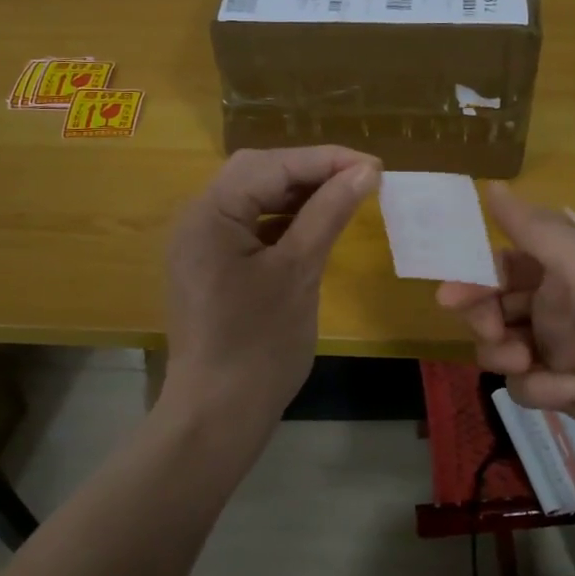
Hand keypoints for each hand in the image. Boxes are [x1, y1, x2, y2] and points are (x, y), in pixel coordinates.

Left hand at [164, 146, 380, 446]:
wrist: (218, 415)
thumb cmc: (260, 345)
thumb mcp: (299, 272)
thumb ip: (328, 213)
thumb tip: (366, 172)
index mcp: (210, 213)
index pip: (272, 165)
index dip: (327, 160)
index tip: (376, 166)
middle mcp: (198, 217)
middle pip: (258, 173)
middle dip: (311, 171)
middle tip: (362, 179)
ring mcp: (202, 242)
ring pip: (255, 197)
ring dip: (299, 194)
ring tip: (347, 196)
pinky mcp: (212, 264)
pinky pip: (250, 225)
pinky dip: (284, 220)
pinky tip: (316, 224)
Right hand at [437, 184, 574, 475]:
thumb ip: (534, 229)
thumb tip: (490, 185)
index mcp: (571, 266)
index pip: (509, 261)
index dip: (478, 273)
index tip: (451, 290)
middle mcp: (563, 303)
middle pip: (497, 304)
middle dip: (483, 314)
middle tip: (484, 326)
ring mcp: (562, 349)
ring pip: (503, 345)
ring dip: (504, 351)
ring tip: (521, 360)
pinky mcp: (564, 391)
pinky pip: (527, 384)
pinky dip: (540, 387)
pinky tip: (569, 390)